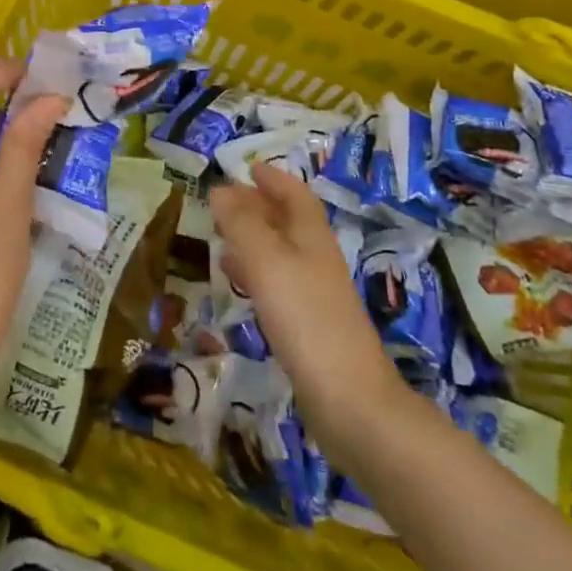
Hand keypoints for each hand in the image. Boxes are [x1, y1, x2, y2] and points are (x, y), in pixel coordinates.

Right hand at [209, 165, 400, 440]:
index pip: (296, 195)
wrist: (351, 402)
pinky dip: (255, 273)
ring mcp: (315, 296)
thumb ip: (242, 224)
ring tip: (221, 236)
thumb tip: (220, 189)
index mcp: (312, 238)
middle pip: (289, 222)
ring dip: (253, 239)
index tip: (248, 168)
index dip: (274, 179)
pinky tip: (237, 283)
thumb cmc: (307, 320)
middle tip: (224, 201)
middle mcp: (316, 260)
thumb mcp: (267, 263)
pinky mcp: (308, 328)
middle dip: (259, 206)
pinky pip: (277, 285)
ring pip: (281, 253)